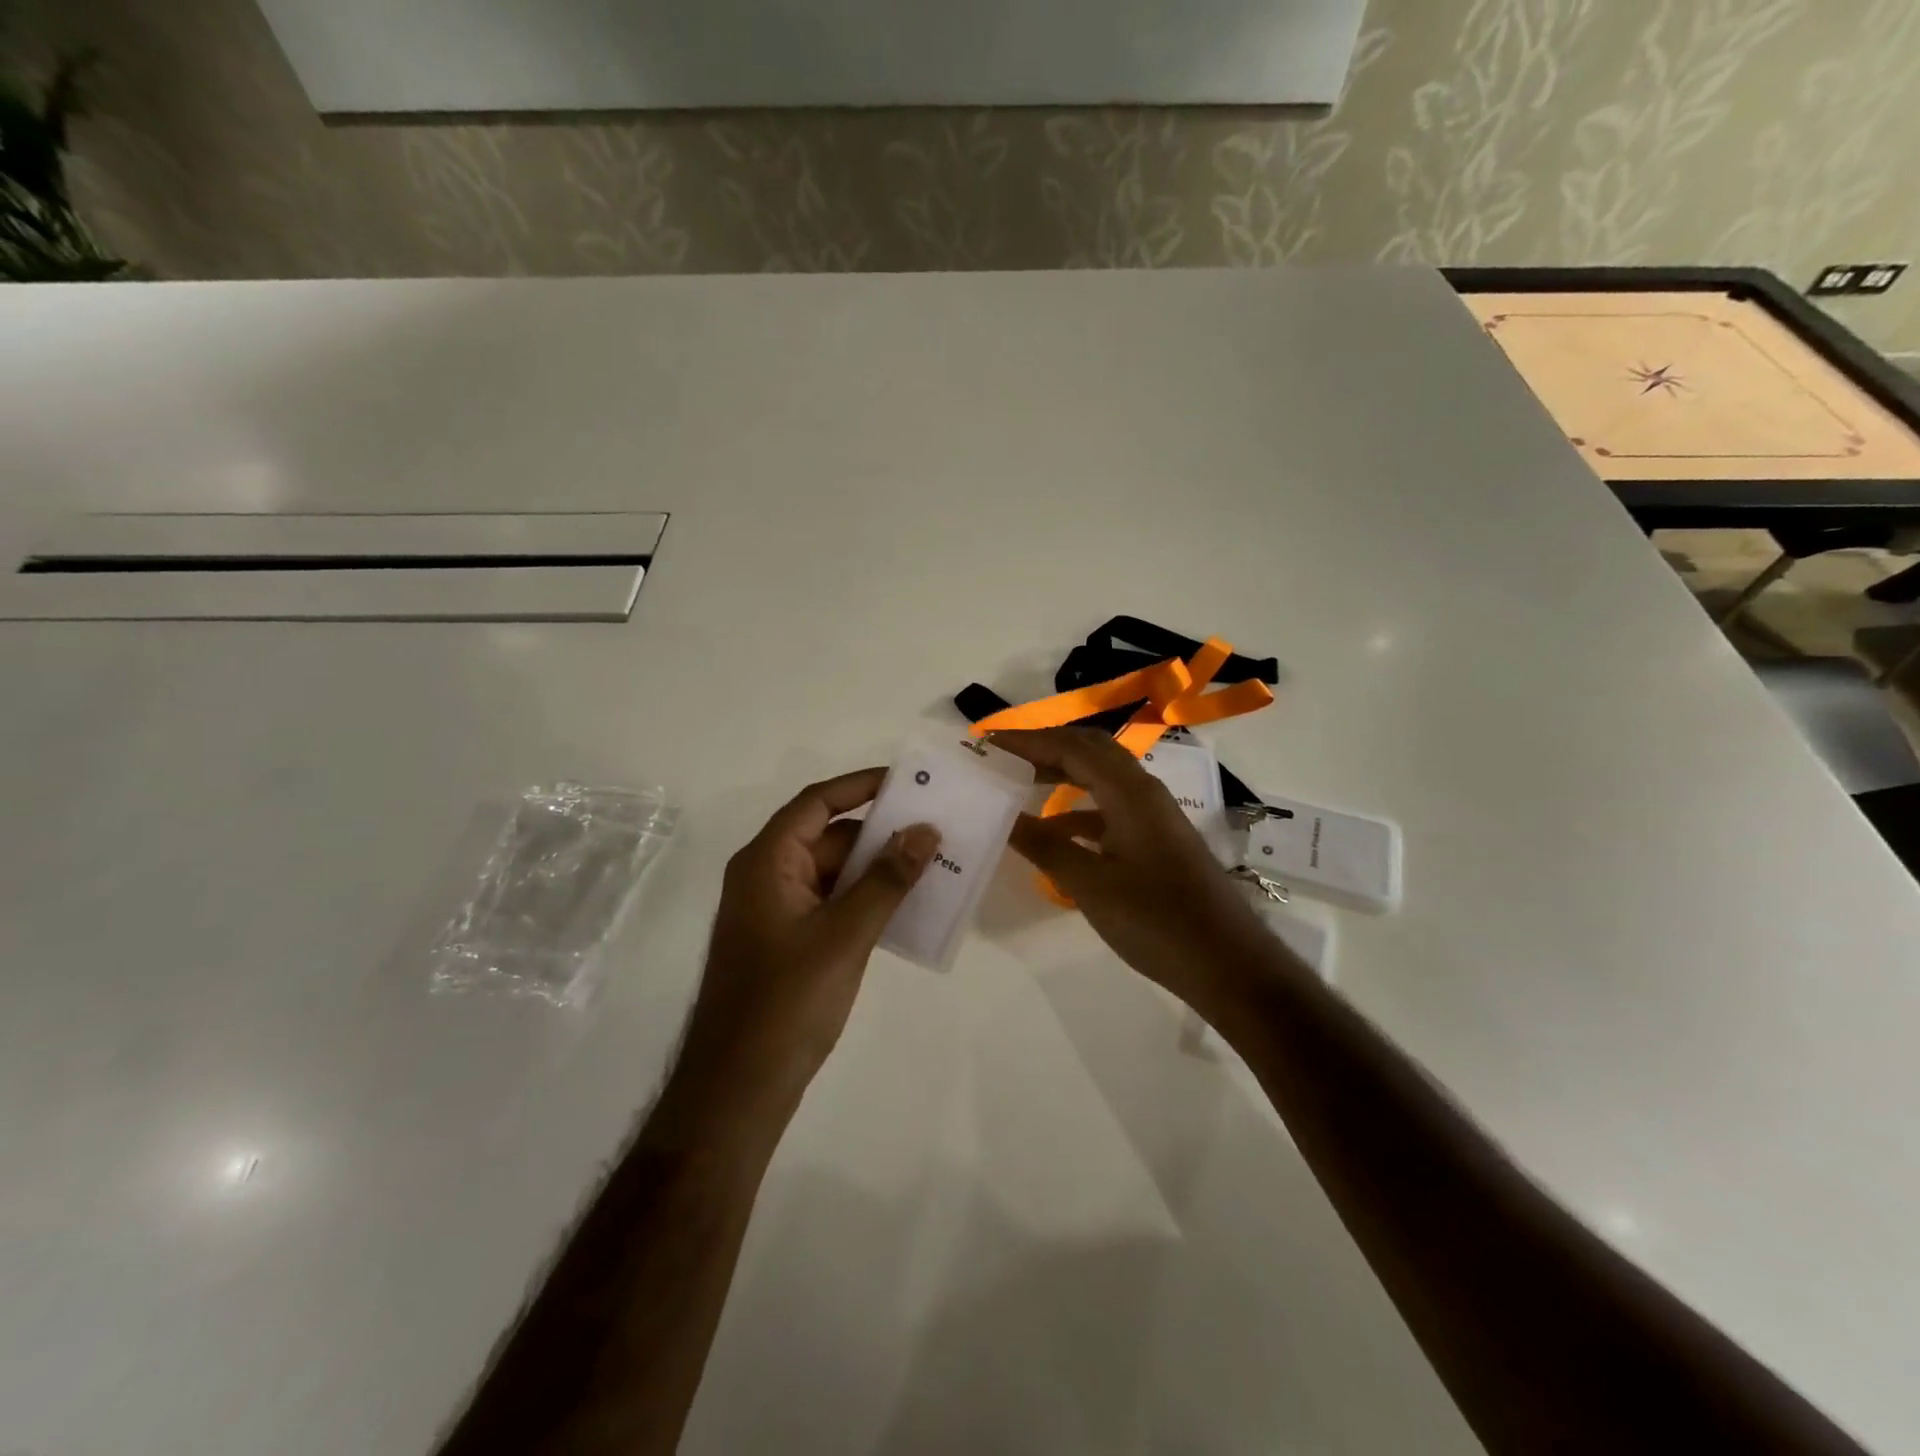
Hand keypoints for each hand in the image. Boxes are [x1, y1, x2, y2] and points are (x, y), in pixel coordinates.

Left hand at [666, 769, 938, 1140]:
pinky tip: (906, 907)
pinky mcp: (788, 943)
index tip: (908, 783)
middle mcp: (767, 877)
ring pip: (833, 873)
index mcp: (767, 862)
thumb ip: (886, 880)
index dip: (861, 786)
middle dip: (880, 832)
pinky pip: (832, 904)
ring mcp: (776, 912)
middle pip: (828, 836)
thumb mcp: (844, 934)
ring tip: (932, 864)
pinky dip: (866, 900)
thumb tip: (924, 830)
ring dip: (877, 869)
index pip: (817, 803)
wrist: (738, 1089)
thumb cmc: (786, 1001)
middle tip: (935, 827)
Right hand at [992, 728, 1275, 1010]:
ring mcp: (1153, 816)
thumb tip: (1002, 817)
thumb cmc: (1157, 921)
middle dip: (1044, 748)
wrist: (1227, 963)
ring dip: (1061, 775)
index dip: (1028, 741)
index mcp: (1130, 792)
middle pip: (1089, 752)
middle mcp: (1144, 792)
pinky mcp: (1155, 841)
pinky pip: (1109, 809)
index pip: (1072, 747)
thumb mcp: (1091, 884)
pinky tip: (1053, 834)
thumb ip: (1045, 847)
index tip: (988, 743)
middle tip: (1002, 757)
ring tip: (1019, 785)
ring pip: (1100, 779)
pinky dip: (1077, 811)